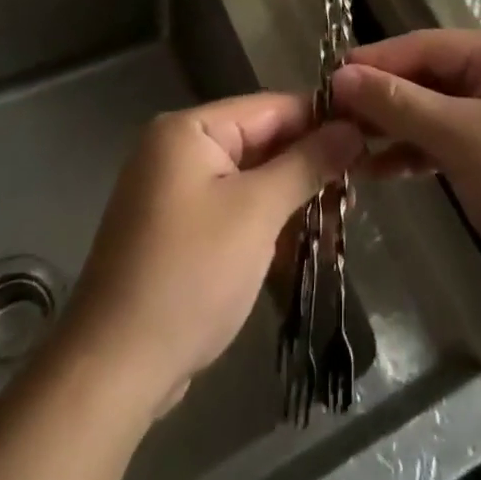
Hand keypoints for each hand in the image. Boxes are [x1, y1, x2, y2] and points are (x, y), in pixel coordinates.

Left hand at [58, 93, 361, 416]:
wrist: (113, 371)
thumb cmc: (190, 275)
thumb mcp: (257, 212)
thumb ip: (307, 163)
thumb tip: (352, 129)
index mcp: (189, 130)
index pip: (269, 108)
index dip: (320, 120)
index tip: (367, 135)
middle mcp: (177, 150)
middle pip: (259, 143)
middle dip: (308, 166)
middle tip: (359, 187)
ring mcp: (174, 193)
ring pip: (249, 180)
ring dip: (291, 200)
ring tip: (341, 220)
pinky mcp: (176, 233)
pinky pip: (232, 210)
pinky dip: (265, 224)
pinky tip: (303, 245)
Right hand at [331, 30, 480, 296]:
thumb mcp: (461, 139)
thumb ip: (400, 103)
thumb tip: (342, 75)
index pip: (425, 45)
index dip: (375, 61)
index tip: (327, 79)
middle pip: (432, 75)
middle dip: (384, 97)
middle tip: (331, 117)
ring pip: (440, 109)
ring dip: (398, 126)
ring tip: (348, 146)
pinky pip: (455, 138)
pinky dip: (422, 150)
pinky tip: (384, 169)